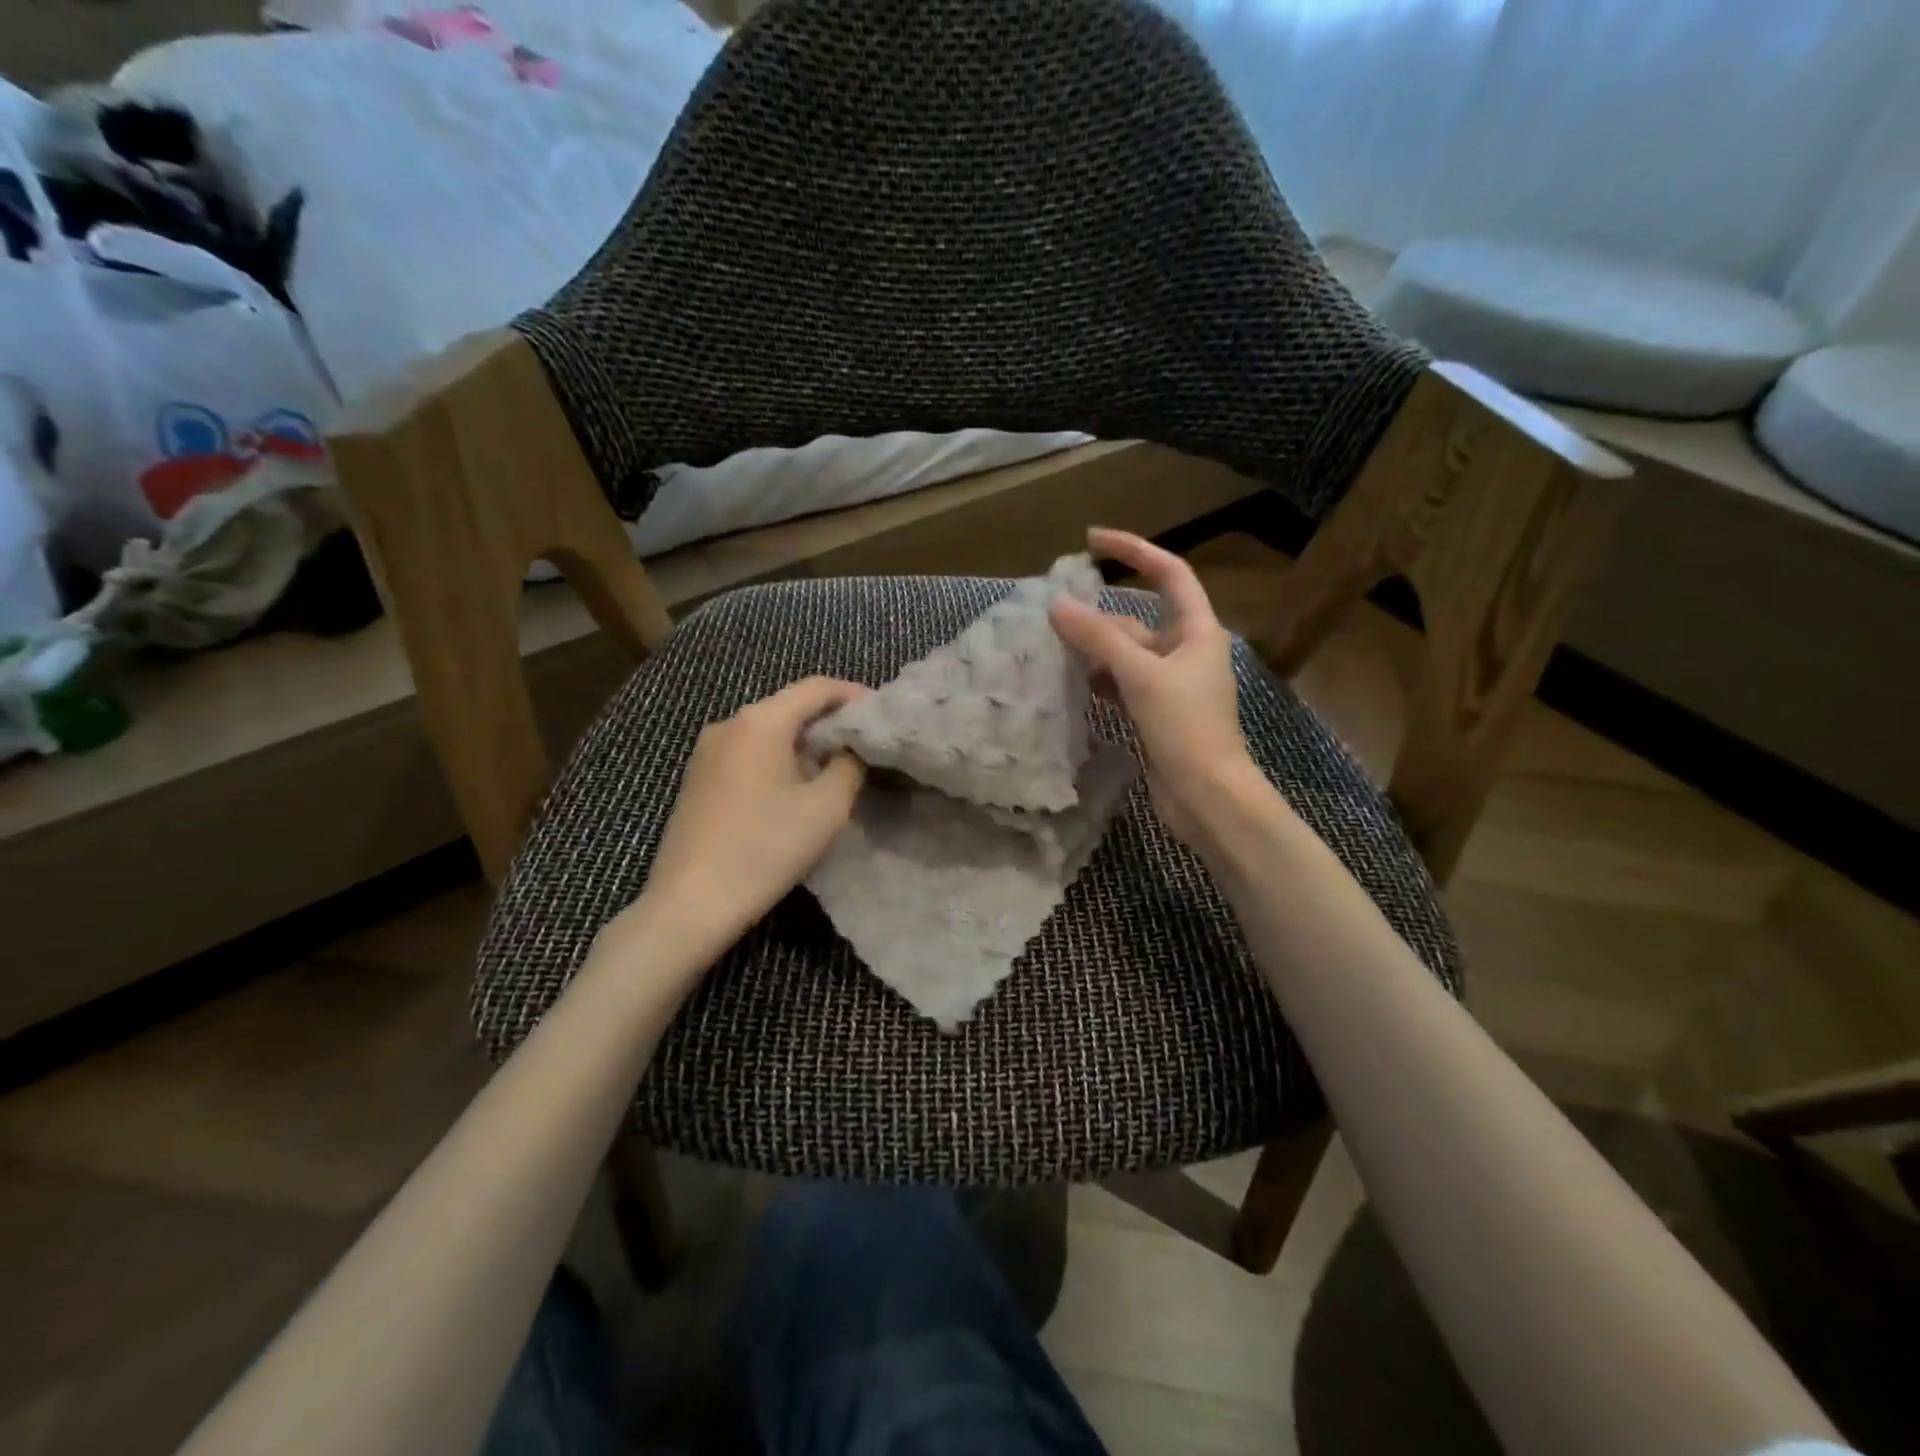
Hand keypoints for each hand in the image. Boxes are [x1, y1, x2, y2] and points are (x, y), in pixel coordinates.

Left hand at [636, 676, 869, 951]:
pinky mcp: (698, 778)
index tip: (881, 713)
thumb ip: (849, 765)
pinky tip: (795, 785)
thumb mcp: (826, 807)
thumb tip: (851, 747)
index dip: (853, 694)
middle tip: (864, 742)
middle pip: (789, 706)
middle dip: (829, 719)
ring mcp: (707, 751)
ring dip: (804, 741)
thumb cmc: (766, 848)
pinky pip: (748, 752)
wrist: (692, 903)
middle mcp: (729, 724)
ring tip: (836, 765)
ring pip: (768, 731)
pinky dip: (778, 757)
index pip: (815, 687)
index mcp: (760, 721)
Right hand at [1051, 527, 1267, 852]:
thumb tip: (1058, 607)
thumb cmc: (1185, 727)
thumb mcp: (1141, 675)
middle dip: (1099, 616)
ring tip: (1054, 646)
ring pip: (1127, 655)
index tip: (1093, 540)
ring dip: (1095, 650)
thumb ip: (1099, 639)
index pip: (1169, 573)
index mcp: (1198, 631)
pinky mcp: (1157, 713)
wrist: (1207, 796)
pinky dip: (1100, 680)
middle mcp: (1186, 652)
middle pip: (1138, 620)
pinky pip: (1123, 684)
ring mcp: (1171, 685)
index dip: (1134, 551)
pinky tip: (1074, 683)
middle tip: (1054, 613)